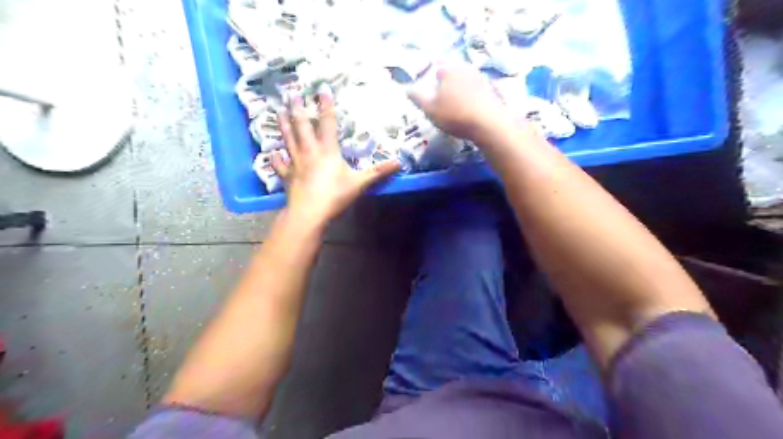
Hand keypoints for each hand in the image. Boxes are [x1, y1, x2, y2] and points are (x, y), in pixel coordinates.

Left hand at [274, 85, 399, 226]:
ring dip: (284, 125)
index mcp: (328, 150)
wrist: (310, 212)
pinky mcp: (287, 176)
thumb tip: (399, 163)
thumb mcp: (360, 183)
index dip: (325, 106)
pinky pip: (279, 164)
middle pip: (302, 127)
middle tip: (291, 94)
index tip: (321, 89)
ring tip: (278, 111)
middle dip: (298, 109)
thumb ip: (378, 172)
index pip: (327, 123)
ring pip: (289, 140)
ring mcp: (295, 163)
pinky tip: (272, 152)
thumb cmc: (335, 195)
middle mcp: (309, 151)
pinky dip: (275, 158)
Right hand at [410, 63, 513, 141]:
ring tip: (455, 108)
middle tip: (441, 103)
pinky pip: (476, 91)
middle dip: (446, 85)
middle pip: (451, 74)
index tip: (430, 95)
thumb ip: (417, 97)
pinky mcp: (492, 90)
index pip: (436, 68)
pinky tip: (469, 111)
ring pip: (464, 82)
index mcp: (448, 69)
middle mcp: (465, 68)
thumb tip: (406, 88)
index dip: (431, 80)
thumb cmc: (454, 115)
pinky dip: (471, 98)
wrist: (488, 124)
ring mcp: (481, 77)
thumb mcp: (429, 109)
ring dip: (459, 92)